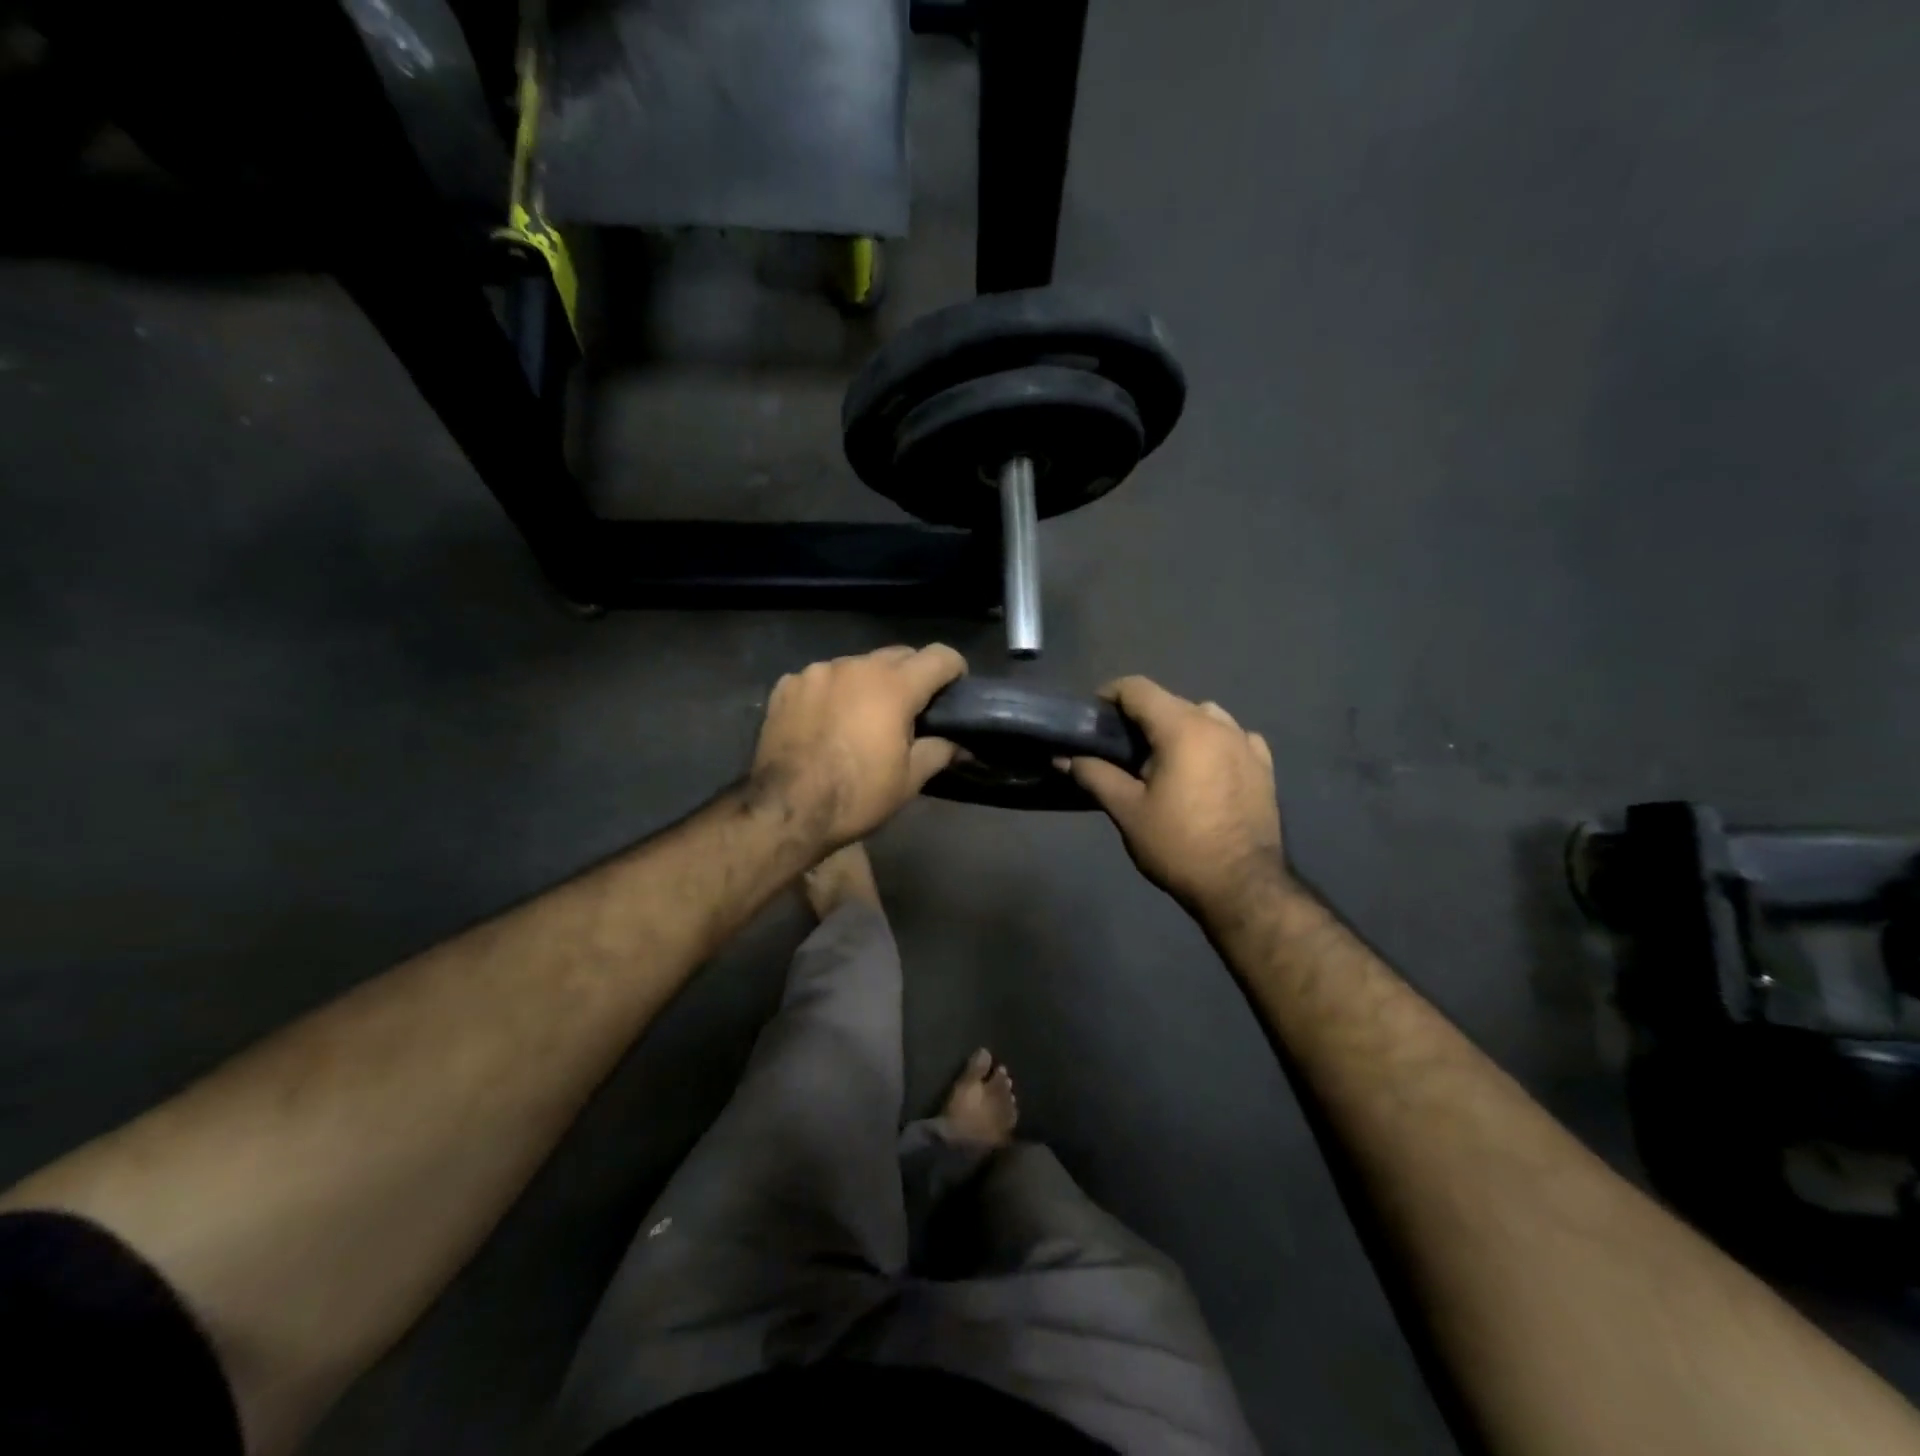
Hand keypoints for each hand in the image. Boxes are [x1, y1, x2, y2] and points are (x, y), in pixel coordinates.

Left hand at [750, 645, 966, 848]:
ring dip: (868, 683)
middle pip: (898, 655)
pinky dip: (831, 693)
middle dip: (911, 675)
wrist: (786, 810)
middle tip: (911, 710)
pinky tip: (825, 722)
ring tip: (862, 717)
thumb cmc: (856, 796)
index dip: (954, 670)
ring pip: (856, 665)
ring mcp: (816, 672)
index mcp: (893, 686)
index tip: (955, 690)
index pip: (939, 656)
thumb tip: (961, 745)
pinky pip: (821, 679)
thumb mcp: (908, 780)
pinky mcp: (787, 685)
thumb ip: (939, 751)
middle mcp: (856, 666)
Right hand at [1070, 677, 1288, 917]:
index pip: (1138, 688)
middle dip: (1142, 717)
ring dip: (1179, 727)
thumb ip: (1094, 775)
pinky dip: (1213, 742)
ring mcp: (1246, 743)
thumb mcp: (1127, 810)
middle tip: (1120, 749)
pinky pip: (1233, 737)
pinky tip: (1204, 767)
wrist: (1242, 886)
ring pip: (1204, 716)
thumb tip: (1064, 757)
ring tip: (1163, 759)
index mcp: (1182, 728)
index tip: (1093, 718)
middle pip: (1171, 701)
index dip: (1109, 695)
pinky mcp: (1264, 766)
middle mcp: (1218, 724)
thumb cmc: (1178, 845)